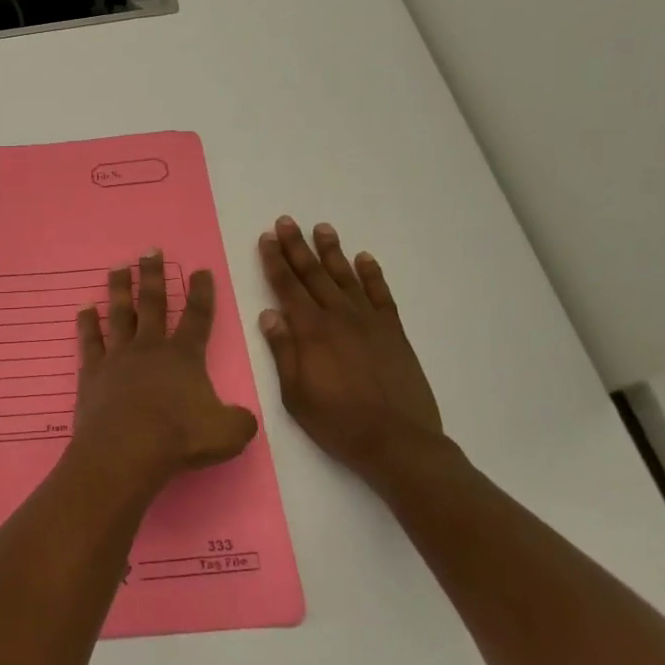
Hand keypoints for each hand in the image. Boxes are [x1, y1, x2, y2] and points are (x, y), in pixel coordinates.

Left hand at [71, 250, 258, 492]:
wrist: (126, 448)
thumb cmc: (179, 437)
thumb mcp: (228, 434)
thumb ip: (239, 421)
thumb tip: (242, 418)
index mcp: (184, 356)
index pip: (197, 317)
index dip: (201, 293)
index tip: (200, 270)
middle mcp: (150, 347)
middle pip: (153, 303)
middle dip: (153, 275)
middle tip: (150, 250)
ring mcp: (118, 357)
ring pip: (119, 313)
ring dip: (120, 288)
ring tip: (119, 267)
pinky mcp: (93, 372)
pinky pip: (90, 341)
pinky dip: (87, 323)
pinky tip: (84, 308)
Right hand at [257, 217, 444, 477]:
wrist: (398, 443)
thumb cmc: (338, 422)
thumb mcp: (295, 394)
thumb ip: (283, 351)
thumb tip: (269, 314)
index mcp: (311, 331)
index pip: (287, 287)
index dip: (275, 261)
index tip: (266, 238)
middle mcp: (338, 317)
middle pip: (314, 274)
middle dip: (297, 246)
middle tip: (287, 221)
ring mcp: (369, 322)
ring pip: (346, 277)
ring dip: (333, 251)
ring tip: (322, 228)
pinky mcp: (394, 333)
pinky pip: (382, 295)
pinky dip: (372, 275)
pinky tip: (365, 258)